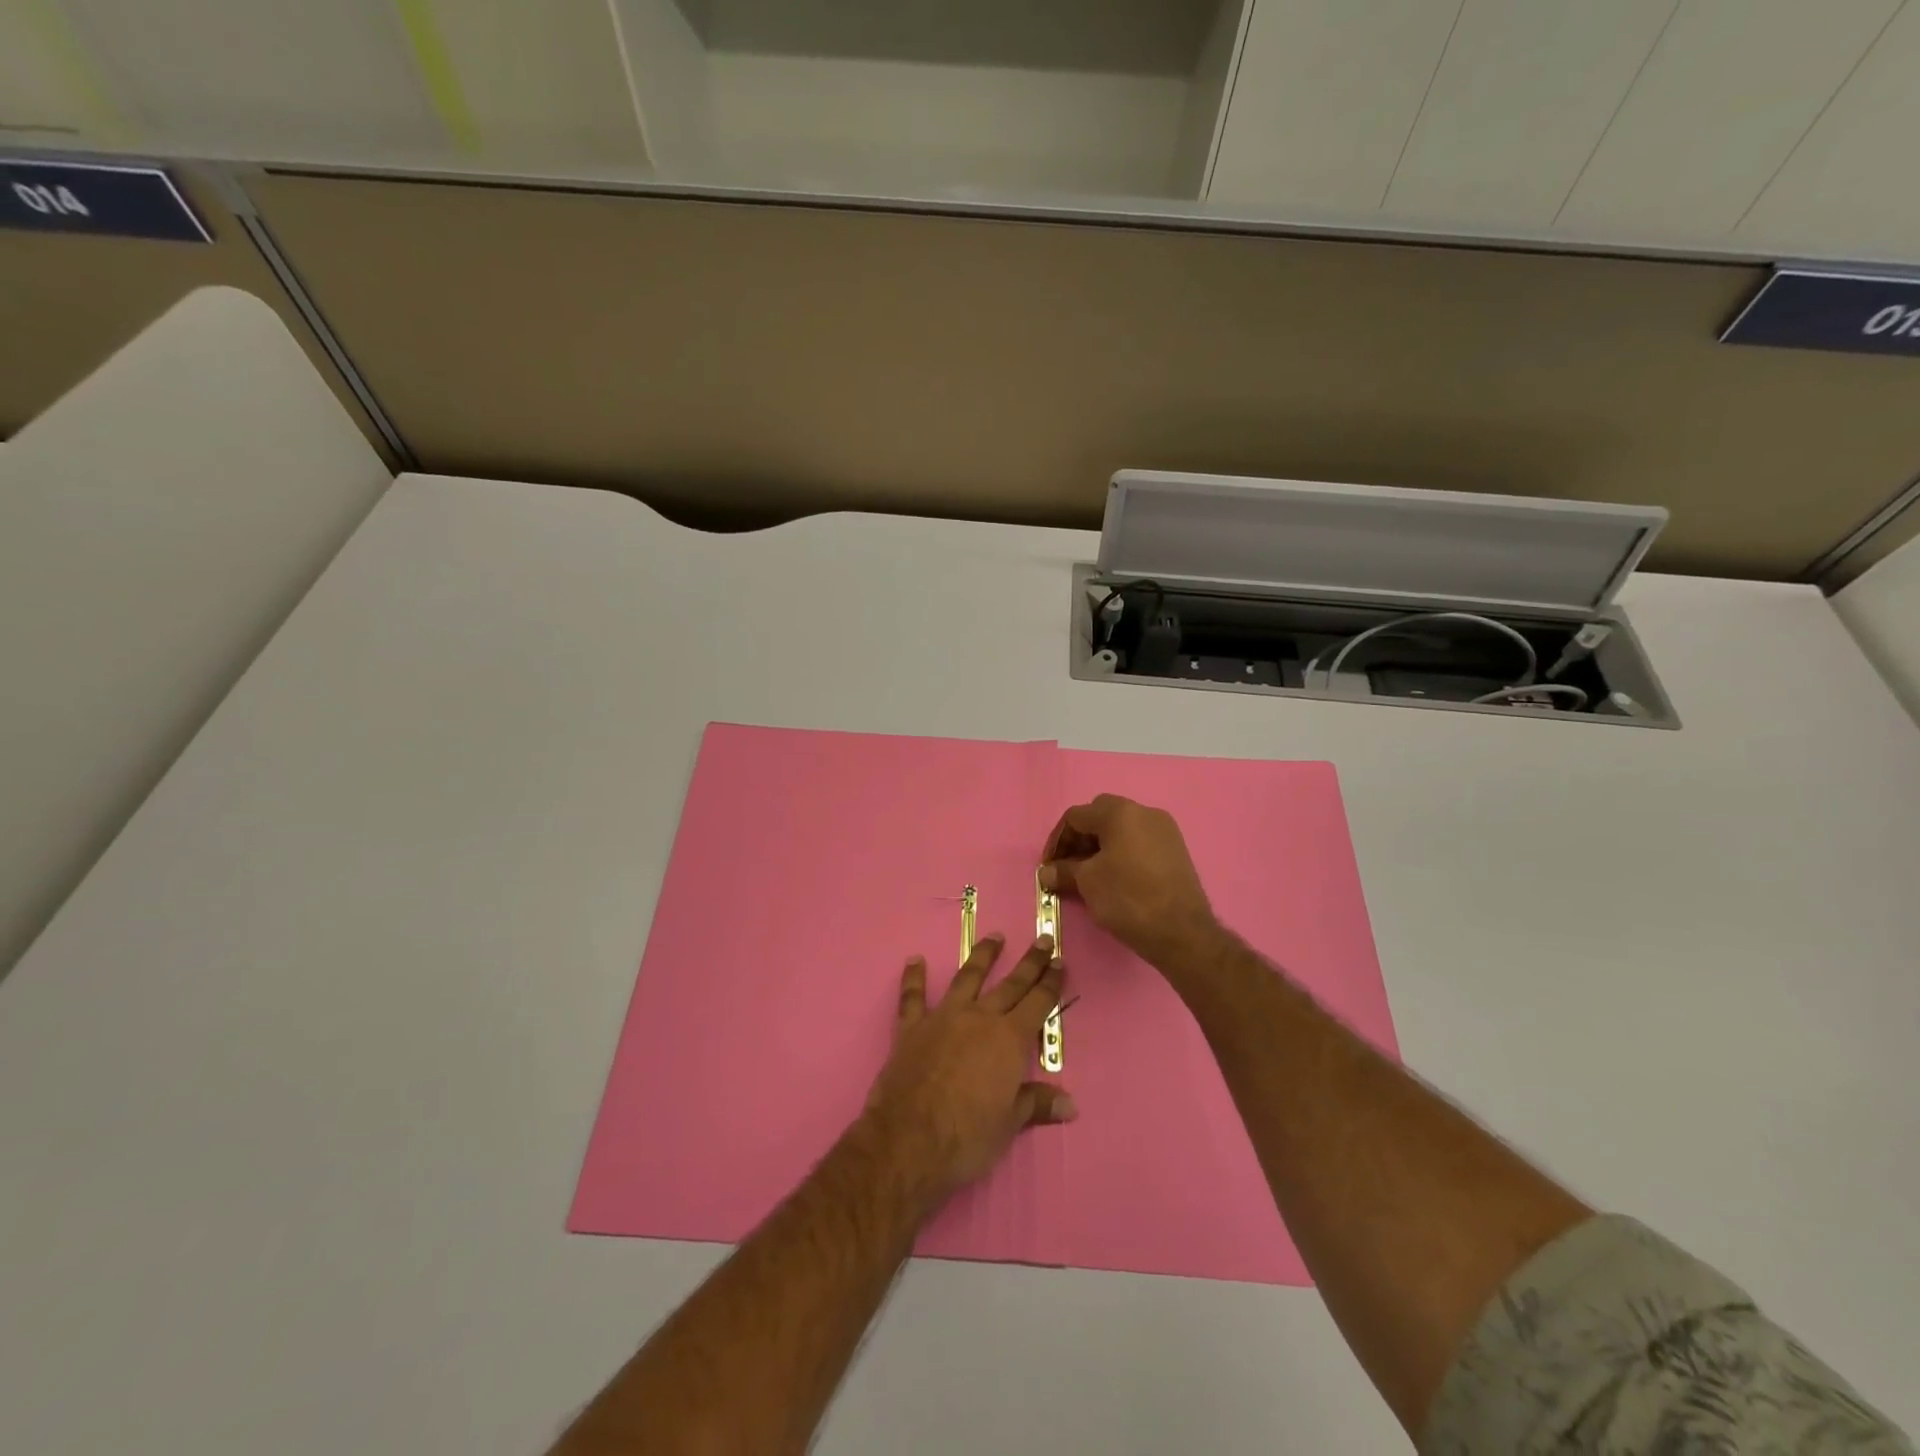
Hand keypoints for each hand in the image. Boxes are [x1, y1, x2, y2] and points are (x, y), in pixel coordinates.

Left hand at [866, 934, 1075, 1194]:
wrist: (908, 1141)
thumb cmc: (967, 1137)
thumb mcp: (1009, 1124)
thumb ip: (1036, 1104)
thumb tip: (1071, 1104)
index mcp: (1009, 1040)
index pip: (1037, 1003)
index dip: (1050, 983)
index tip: (1060, 961)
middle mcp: (979, 1018)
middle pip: (1010, 984)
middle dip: (1030, 962)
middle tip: (1043, 940)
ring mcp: (943, 1018)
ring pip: (967, 978)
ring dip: (982, 956)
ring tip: (995, 937)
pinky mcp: (911, 1028)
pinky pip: (913, 997)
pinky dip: (914, 978)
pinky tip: (914, 960)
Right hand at [1040, 795, 1219, 970]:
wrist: (1182, 932)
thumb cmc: (1128, 899)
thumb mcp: (1088, 883)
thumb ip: (1064, 870)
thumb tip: (1046, 872)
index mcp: (1120, 812)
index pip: (1076, 816)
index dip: (1057, 840)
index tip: (1049, 866)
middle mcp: (1144, 812)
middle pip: (1100, 816)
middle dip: (1080, 839)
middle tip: (1068, 866)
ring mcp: (1164, 830)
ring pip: (1122, 828)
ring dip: (1100, 846)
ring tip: (1089, 874)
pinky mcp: (1176, 849)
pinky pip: (1139, 841)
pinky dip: (1122, 853)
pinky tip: (1115, 877)